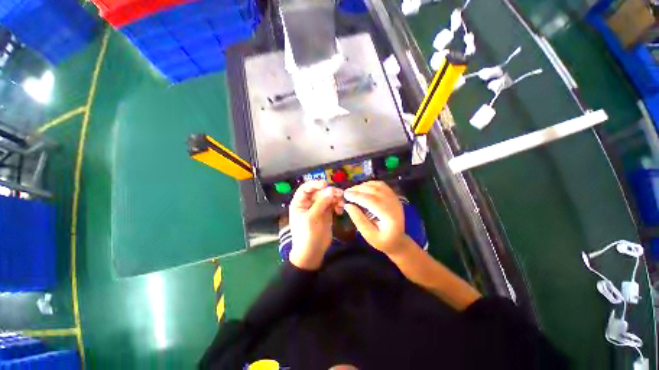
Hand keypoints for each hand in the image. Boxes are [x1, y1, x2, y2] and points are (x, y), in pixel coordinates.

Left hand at [289, 180, 343, 269]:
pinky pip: (333, 204)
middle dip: (329, 192)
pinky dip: (337, 205)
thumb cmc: (307, 235)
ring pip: (327, 197)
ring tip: (341, 204)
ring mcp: (318, 208)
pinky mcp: (326, 213)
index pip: (306, 188)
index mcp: (299, 203)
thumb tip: (331, 190)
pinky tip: (340, 211)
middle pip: (319, 192)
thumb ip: (321, 203)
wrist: (312, 253)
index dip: (315, 184)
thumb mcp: (312, 218)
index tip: (325, 184)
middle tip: (339, 194)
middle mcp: (309, 203)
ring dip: (335, 198)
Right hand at [343, 181, 405, 255]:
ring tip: (352, 191)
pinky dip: (370, 184)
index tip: (345, 195)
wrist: (397, 240)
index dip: (358, 196)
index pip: (372, 201)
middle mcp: (394, 204)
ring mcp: (395, 198)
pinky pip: (381, 185)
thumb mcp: (369, 235)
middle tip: (346, 192)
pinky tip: (362, 188)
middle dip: (359, 189)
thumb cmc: (382, 241)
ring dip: (363, 186)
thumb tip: (347, 205)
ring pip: (378, 186)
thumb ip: (359, 220)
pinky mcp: (393, 196)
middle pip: (375, 191)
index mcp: (390, 216)